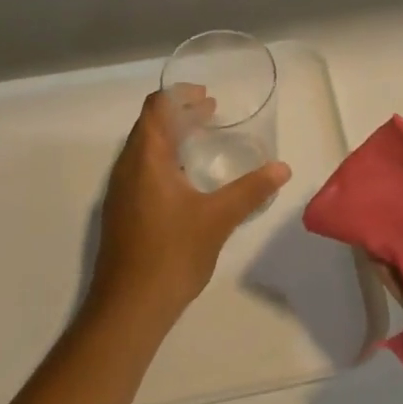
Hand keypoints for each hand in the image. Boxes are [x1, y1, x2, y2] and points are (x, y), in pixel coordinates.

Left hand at [88, 90, 291, 328]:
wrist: (128, 308)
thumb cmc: (171, 254)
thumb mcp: (218, 218)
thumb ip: (251, 190)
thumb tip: (282, 168)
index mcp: (146, 158)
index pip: (156, 107)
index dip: (180, 95)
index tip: (208, 96)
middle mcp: (127, 167)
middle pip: (150, 125)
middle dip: (180, 114)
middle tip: (212, 113)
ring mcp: (120, 191)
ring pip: (145, 148)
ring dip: (172, 137)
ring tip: (203, 140)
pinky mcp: (122, 212)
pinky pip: (142, 169)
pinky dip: (165, 160)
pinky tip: (188, 180)